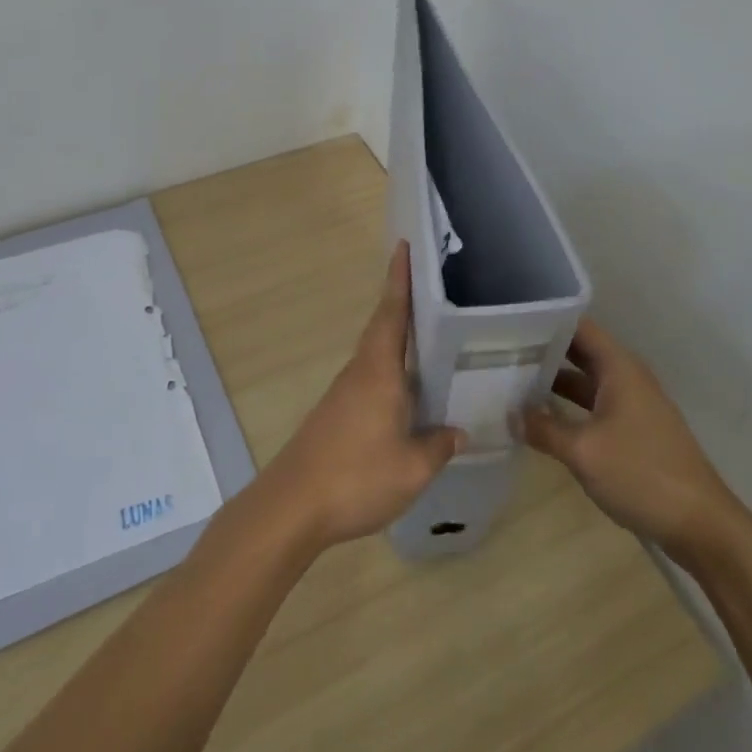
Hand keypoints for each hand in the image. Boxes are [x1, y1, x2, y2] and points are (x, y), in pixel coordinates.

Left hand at [253, 243, 464, 552]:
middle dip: (403, 303)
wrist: (293, 505)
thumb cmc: (357, 477)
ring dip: (398, 339)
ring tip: (431, 337)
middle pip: (383, 328)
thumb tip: (458, 431)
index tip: (403, 246)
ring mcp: (344, 393)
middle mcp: (360, 372)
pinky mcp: (336, 414)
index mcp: (379, 372)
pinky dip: (391, 372)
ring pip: (377, 355)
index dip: (399, 280)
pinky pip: (371, 379)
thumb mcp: (413, 468)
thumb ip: (439, 446)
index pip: (391, 313)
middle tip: (433, 286)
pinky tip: (408, 392)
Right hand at [522, 318, 742, 555]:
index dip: (547, 320)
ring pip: (586, 381)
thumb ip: (543, 429)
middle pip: (580, 351)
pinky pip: (595, 405)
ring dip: (554, 381)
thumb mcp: (583, 451)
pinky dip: (569, 406)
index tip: (511, 322)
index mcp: (619, 368)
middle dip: (544, 350)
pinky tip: (542, 418)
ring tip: (512, 380)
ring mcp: (633, 405)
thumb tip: (510, 414)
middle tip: (502, 350)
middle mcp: (627, 377)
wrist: (701, 525)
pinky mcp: (635, 431)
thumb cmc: (641, 474)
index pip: (579, 326)